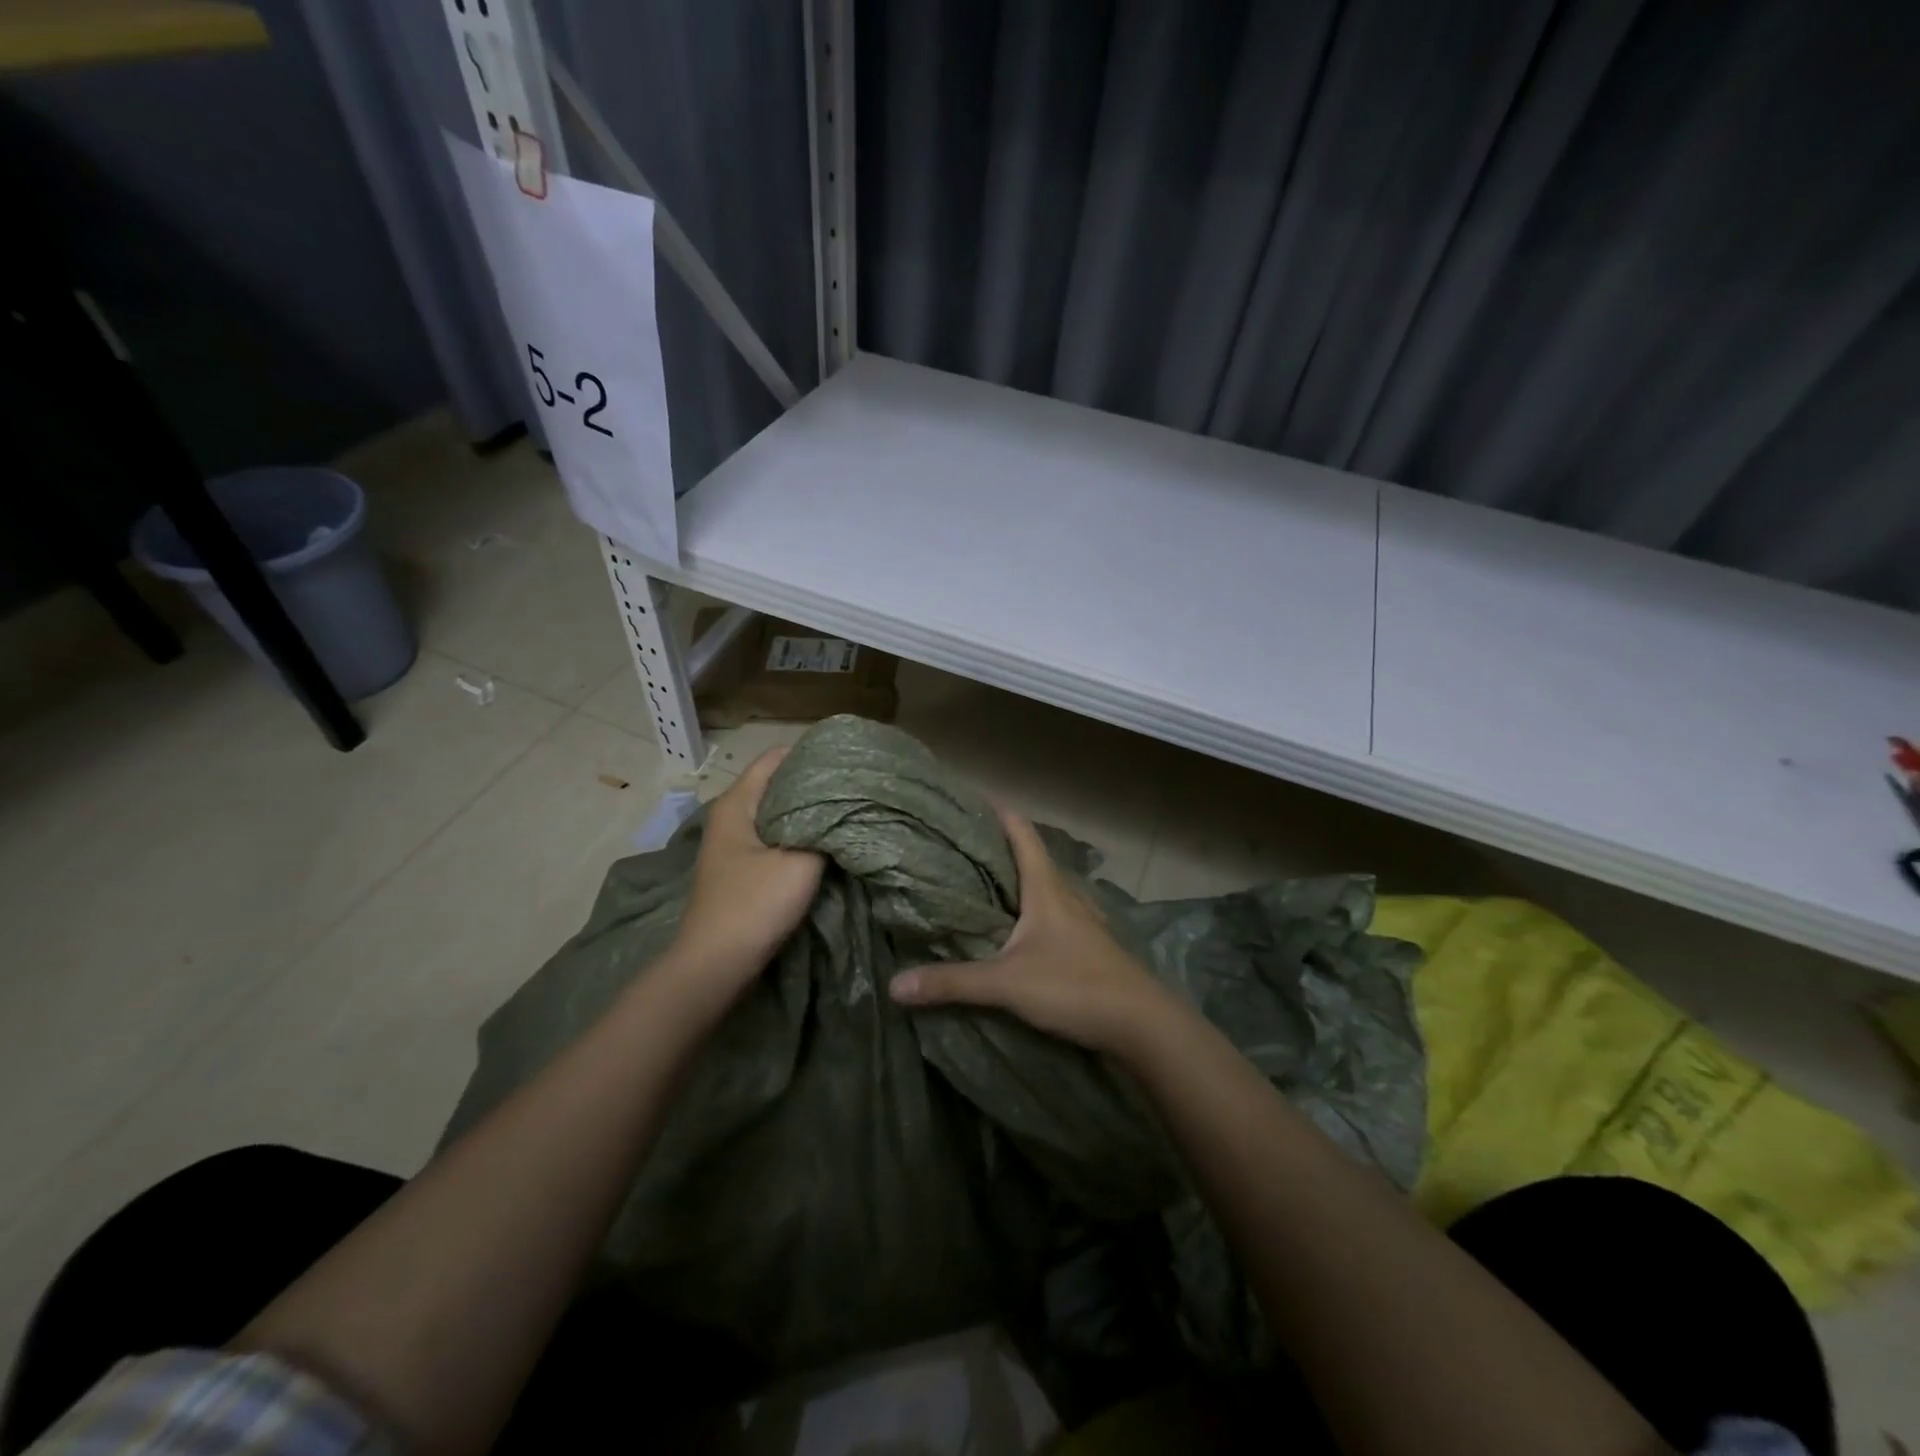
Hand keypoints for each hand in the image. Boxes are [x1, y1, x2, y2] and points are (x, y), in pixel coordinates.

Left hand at [667, 748, 823, 1002]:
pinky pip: (777, 839)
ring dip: (810, 814)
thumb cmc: (754, 905)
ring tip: (848, 811)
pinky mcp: (743, 869)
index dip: (811, 754)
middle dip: (815, 785)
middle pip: (778, 785)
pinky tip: (828, 843)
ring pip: (779, 814)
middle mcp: (732, 816)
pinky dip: (801, 836)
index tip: (847, 759)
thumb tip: (844, 809)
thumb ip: (826, 831)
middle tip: (856, 786)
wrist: (716, 966)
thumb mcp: (800, 863)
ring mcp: (735, 844)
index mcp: (737, 803)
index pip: (776, 758)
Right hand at [888, 806, 1177, 1057]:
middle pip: (1030, 856)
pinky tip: (1018, 928)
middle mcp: (1066, 894)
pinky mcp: (1090, 944)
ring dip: (1017, 879)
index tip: (968, 799)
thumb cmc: (1075, 986)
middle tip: (959, 846)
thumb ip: (952, 983)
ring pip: (1044, 886)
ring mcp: (1082, 919)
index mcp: (1046, 887)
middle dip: (997, 847)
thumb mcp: (1007, 984)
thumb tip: (895, 984)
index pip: (1022, 832)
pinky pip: (1054, 913)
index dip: (997, 812)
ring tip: (982, 884)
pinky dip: (1031, 910)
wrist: (1142, 1023)